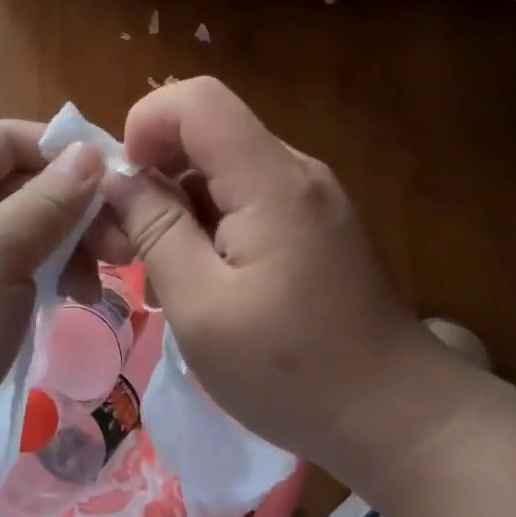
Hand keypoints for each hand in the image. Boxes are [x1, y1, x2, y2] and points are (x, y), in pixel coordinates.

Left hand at [0, 122, 110, 512]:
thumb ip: (46, 203)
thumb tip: (90, 152)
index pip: (7, 139)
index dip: (60, 148)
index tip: (115, 175)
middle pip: (28, 184)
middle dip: (78, 206)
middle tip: (122, 243)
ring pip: (36, 230)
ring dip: (76, 245)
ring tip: (105, 279)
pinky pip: (30, 270)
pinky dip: (61, 276)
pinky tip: (82, 299)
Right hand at [102, 77, 469, 472]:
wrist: (397, 417)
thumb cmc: (291, 371)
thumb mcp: (201, 307)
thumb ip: (156, 231)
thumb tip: (118, 179)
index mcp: (271, 182)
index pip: (196, 100)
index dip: (145, 125)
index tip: (123, 189)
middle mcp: (296, 172)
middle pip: (207, 134)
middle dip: (155, 177)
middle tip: (128, 247)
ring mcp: (310, 197)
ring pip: (222, 169)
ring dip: (179, 209)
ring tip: (163, 279)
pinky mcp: (314, 224)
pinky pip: (247, 199)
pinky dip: (210, 227)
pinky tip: (202, 284)